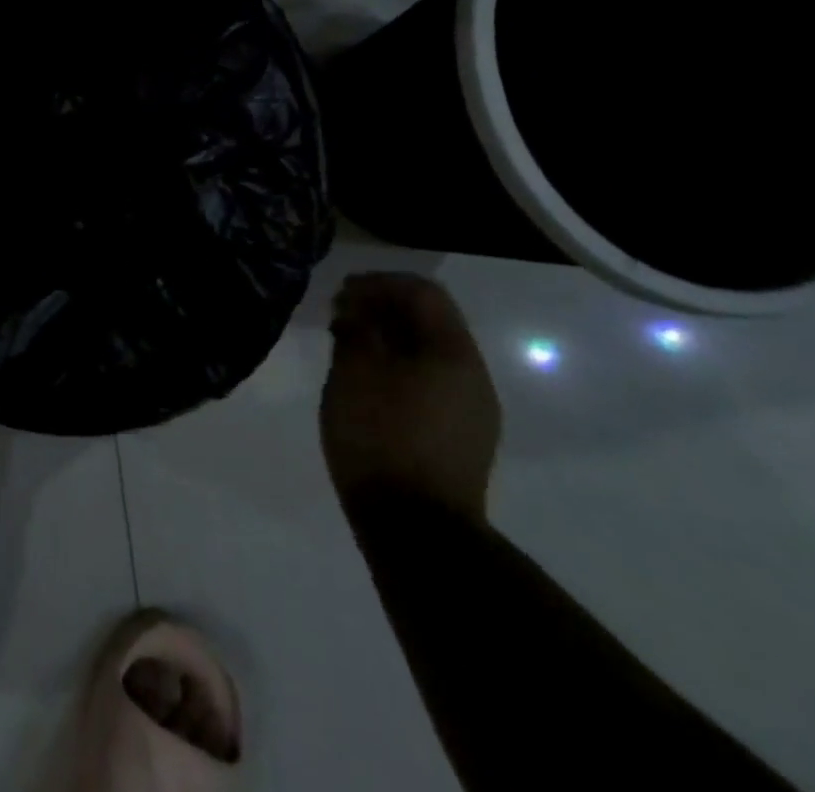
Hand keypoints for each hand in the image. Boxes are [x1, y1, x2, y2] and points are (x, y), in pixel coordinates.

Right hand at [320, 273, 499, 523]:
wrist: (417, 532)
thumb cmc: (380, 437)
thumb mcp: (353, 373)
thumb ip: (355, 331)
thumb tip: (356, 312)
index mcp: (453, 352)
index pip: (423, 292)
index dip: (380, 283)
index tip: (342, 293)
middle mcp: (473, 375)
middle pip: (431, 320)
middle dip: (384, 309)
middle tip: (341, 317)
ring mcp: (473, 410)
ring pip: (431, 354)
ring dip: (391, 340)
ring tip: (350, 349)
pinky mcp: (463, 439)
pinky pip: (433, 383)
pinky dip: (401, 368)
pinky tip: (370, 385)